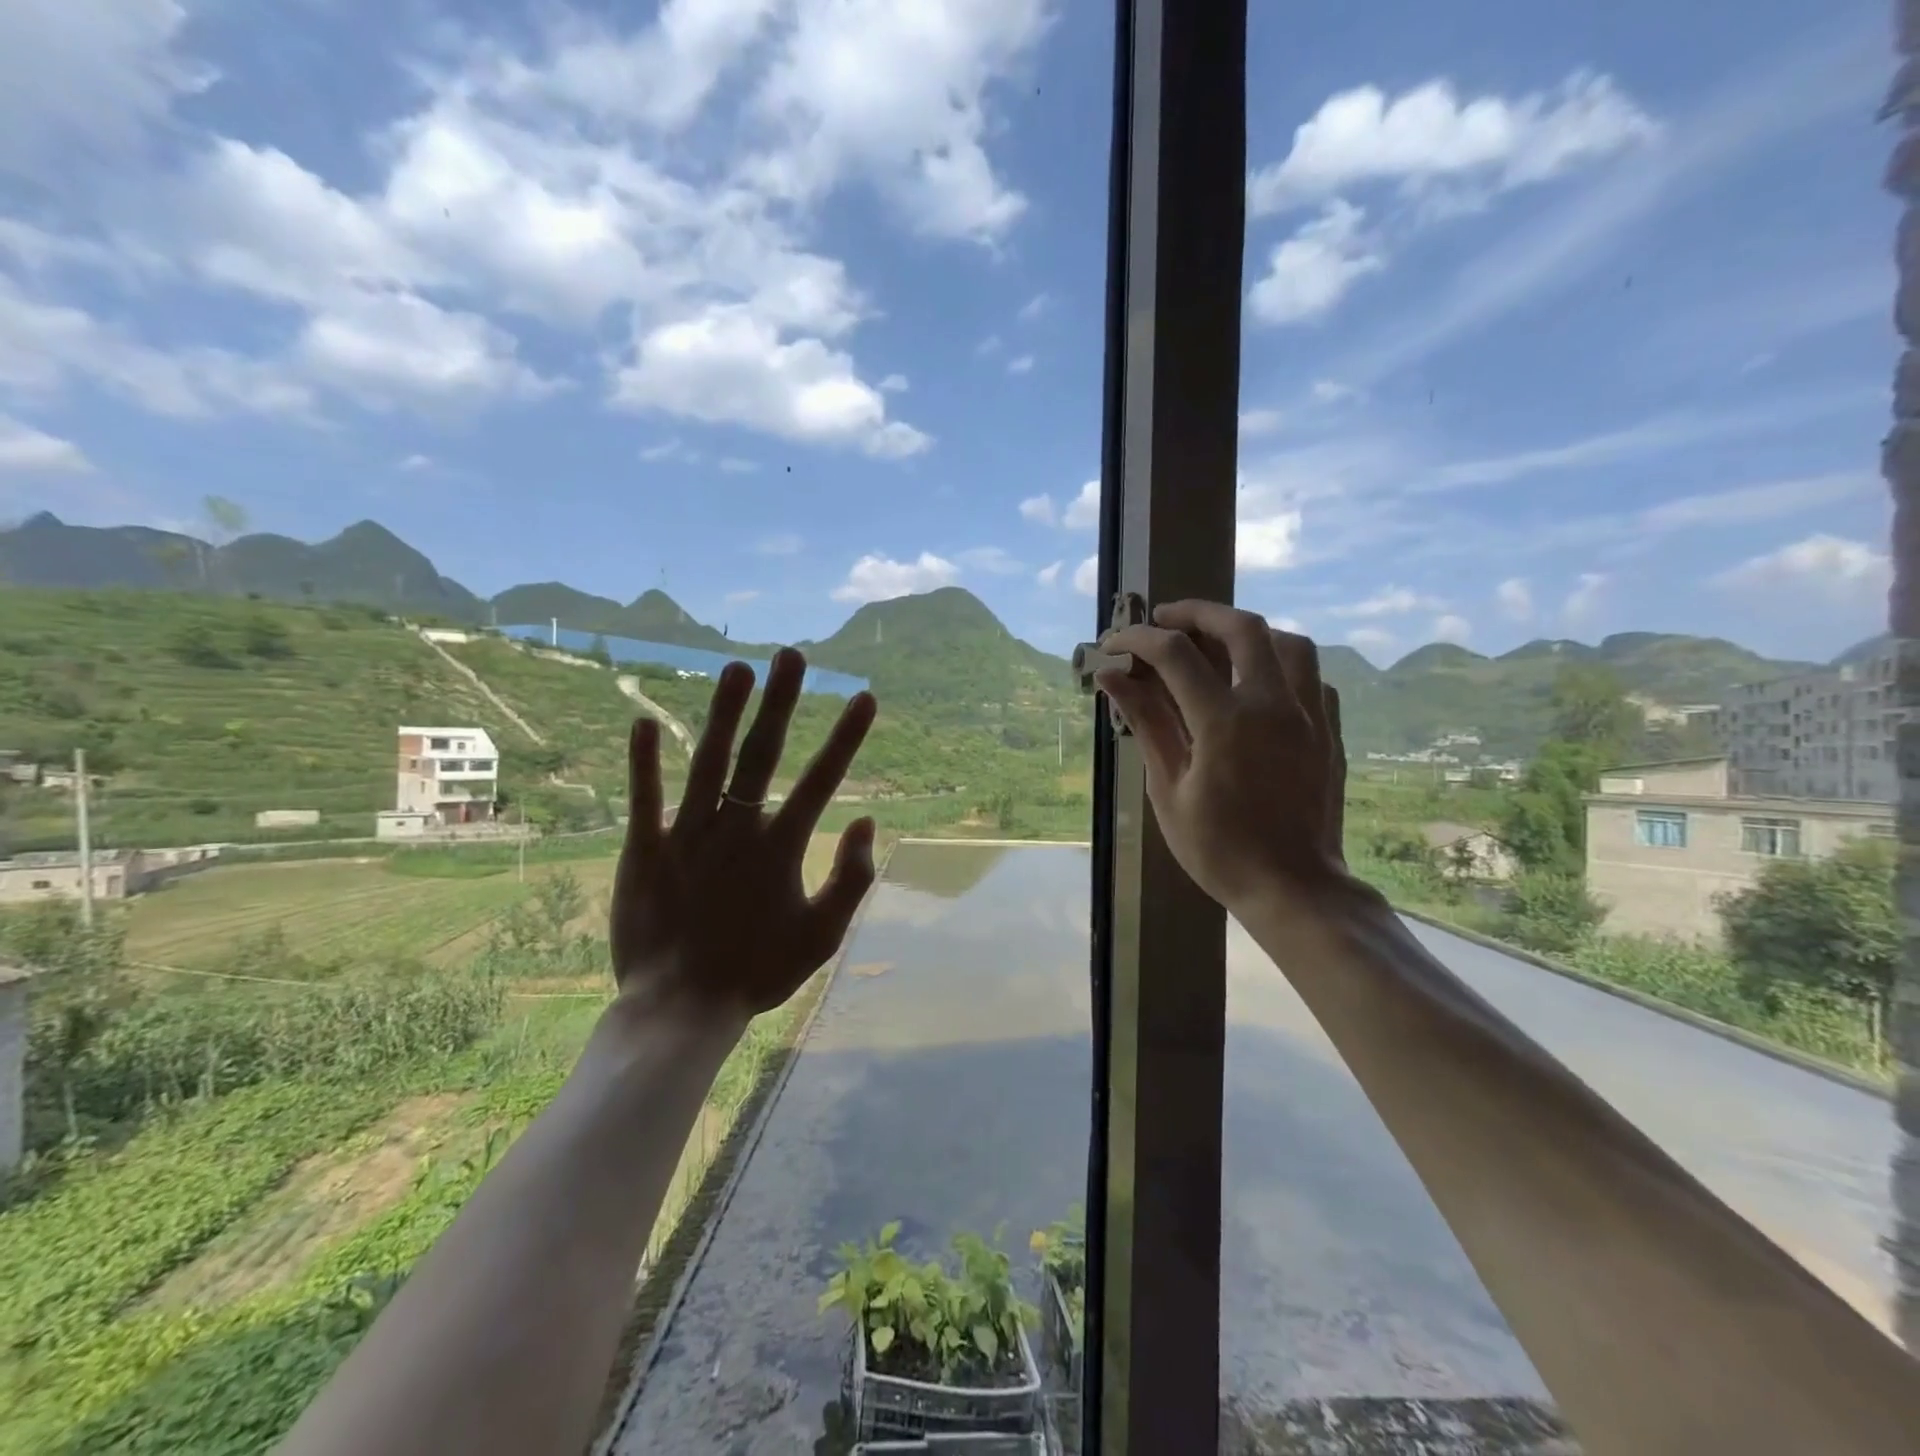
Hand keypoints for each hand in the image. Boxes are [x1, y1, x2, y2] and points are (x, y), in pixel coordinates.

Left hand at [610, 646, 878, 1021]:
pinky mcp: (644, 850)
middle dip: (781, 701)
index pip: (822, 780)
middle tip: (791, 655)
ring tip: (737, 668)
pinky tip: (642, 719)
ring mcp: (687, 835)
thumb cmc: (757, 973)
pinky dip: (643, 761)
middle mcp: (736, 829)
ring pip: (707, 761)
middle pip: (762, 754)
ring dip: (723, 712)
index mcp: (781, 848)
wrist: (680, 1010)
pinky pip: (644, 798)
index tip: (865, 697)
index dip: (846, 737)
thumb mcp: (823, 937)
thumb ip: (852, 879)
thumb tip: (869, 821)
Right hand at [1096, 600, 1351, 913]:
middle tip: (1165, 618)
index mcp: (1225, 721)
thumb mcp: (1168, 789)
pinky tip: (1258, 684)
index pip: (1175, 654)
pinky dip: (1279, 665)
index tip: (1114, 644)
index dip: (1138, 640)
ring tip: (1216, 643)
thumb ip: (1146, 723)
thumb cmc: (1219, 849)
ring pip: (1287, 642)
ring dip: (1246, 631)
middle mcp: (1273, 704)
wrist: (1293, 887)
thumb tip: (1112, 679)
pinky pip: (1310, 676)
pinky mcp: (1329, 730)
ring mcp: (1309, 714)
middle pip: (1240, 626)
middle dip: (1197, 612)